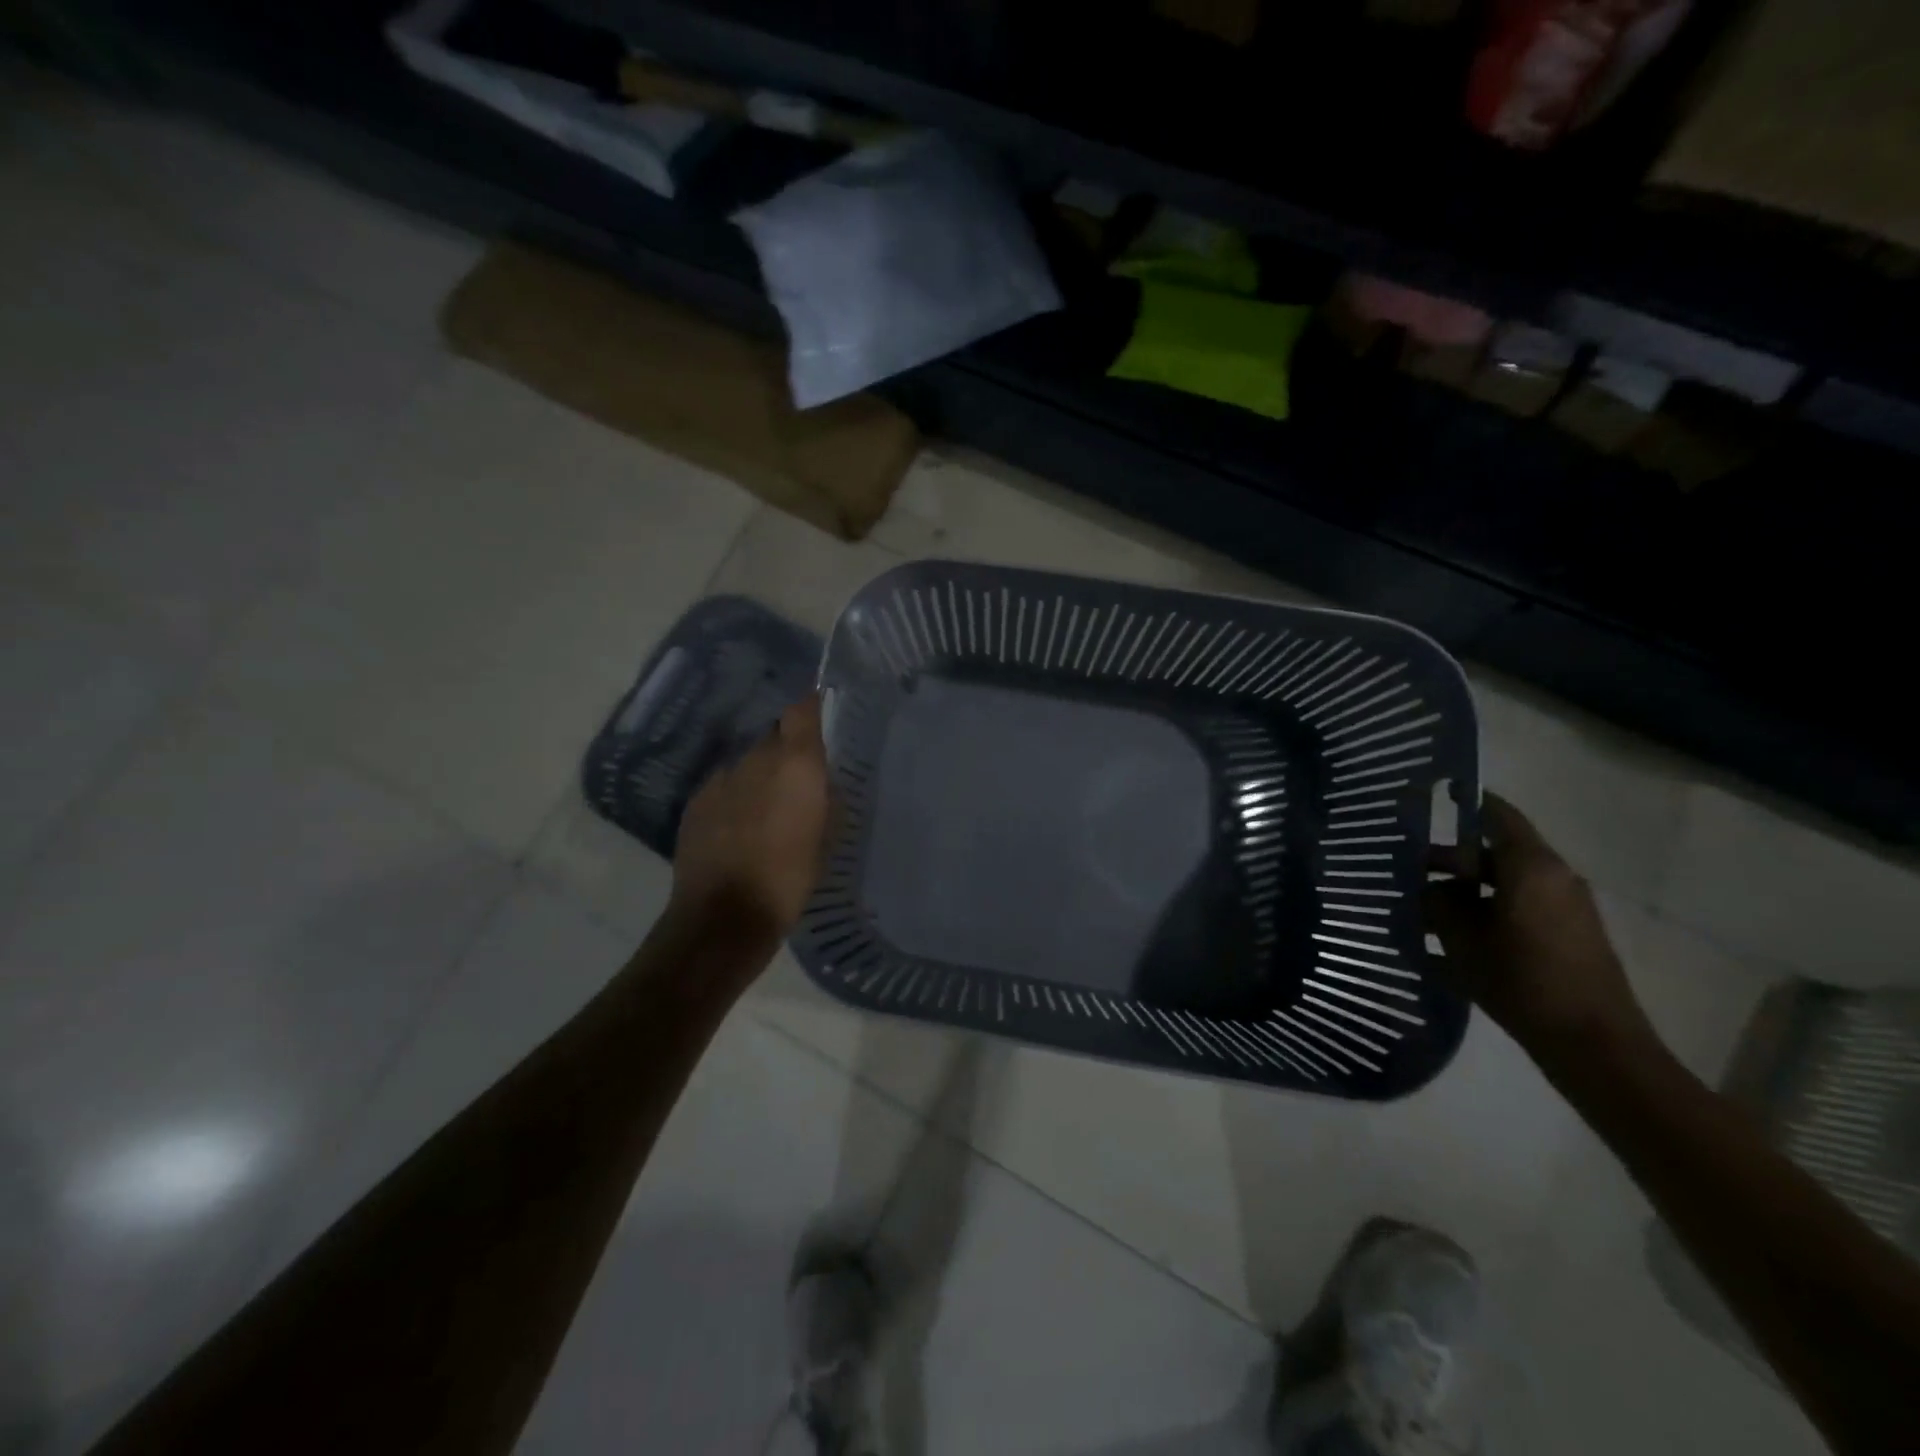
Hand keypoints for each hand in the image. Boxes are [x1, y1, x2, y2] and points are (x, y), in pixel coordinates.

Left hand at [670, 695, 831, 940]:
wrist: (724, 915)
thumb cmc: (790, 878)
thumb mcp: (827, 838)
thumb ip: (825, 799)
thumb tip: (821, 782)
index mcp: (795, 764)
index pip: (803, 710)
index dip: (812, 707)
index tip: (822, 712)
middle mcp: (756, 759)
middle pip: (774, 736)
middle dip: (787, 750)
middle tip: (800, 776)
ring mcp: (721, 778)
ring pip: (748, 762)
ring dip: (760, 774)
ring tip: (768, 806)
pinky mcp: (696, 801)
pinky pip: (724, 785)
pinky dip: (736, 796)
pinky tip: (740, 825)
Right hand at [1423, 792, 1656, 1068]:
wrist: (1594, 1045)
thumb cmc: (1524, 981)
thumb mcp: (1463, 940)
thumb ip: (1439, 904)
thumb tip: (1428, 889)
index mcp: (1531, 867)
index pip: (1496, 815)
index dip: (1465, 802)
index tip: (1430, 797)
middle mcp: (1554, 878)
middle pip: (1493, 854)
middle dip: (1449, 861)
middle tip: (1405, 873)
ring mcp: (1565, 909)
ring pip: (1503, 885)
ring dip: (1464, 893)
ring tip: (1420, 912)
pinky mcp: (1568, 936)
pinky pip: (1517, 910)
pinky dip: (1485, 915)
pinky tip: (1449, 943)